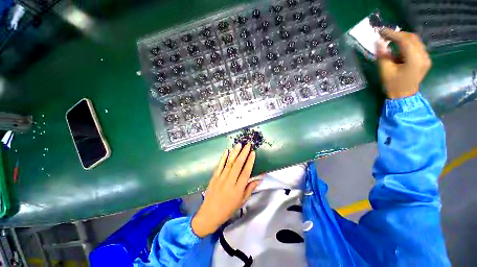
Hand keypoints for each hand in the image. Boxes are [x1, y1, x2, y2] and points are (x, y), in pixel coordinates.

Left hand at [191, 143, 259, 237]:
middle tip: (247, 145)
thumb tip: (259, 178)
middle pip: (238, 165)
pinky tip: (226, 150)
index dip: (250, 161)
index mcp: (238, 189)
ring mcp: (221, 178)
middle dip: (243, 153)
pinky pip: (219, 165)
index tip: (253, 153)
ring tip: (239, 144)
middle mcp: (230, 182)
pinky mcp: (214, 177)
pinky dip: (223, 157)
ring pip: (229, 163)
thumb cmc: (228, 209)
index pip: (246, 172)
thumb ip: (250, 188)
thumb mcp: (242, 201)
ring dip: (234, 153)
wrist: (210, 214)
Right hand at [377, 29, 431, 98]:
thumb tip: (378, 43)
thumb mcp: (385, 71)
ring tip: (391, 40)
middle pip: (412, 38)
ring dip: (403, 38)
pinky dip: (407, 43)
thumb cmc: (393, 85)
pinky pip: (417, 46)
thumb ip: (383, 56)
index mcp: (414, 60)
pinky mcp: (425, 59)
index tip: (381, 32)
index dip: (393, 34)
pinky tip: (399, 47)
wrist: (404, 96)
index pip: (405, 41)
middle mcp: (424, 56)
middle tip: (386, 35)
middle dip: (398, 34)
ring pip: (416, 41)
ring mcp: (426, 57)